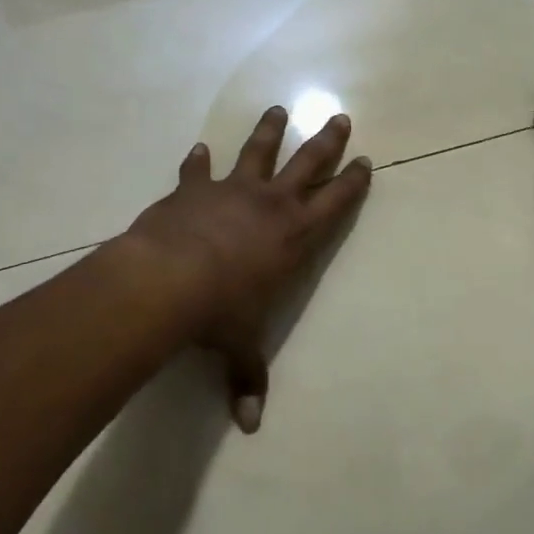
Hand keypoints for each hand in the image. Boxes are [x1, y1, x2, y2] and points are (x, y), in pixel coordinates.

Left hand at [125, 106, 371, 431]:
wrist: (167, 279)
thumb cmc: (218, 312)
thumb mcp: (239, 346)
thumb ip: (247, 377)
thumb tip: (250, 425)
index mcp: (294, 236)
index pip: (335, 203)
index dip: (352, 182)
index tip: (365, 161)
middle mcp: (270, 204)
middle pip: (307, 162)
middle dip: (326, 141)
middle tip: (340, 117)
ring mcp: (232, 191)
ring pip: (258, 151)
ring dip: (269, 130)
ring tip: (277, 109)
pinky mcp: (194, 189)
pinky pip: (198, 170)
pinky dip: (198, 161)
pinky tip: (198, 149)